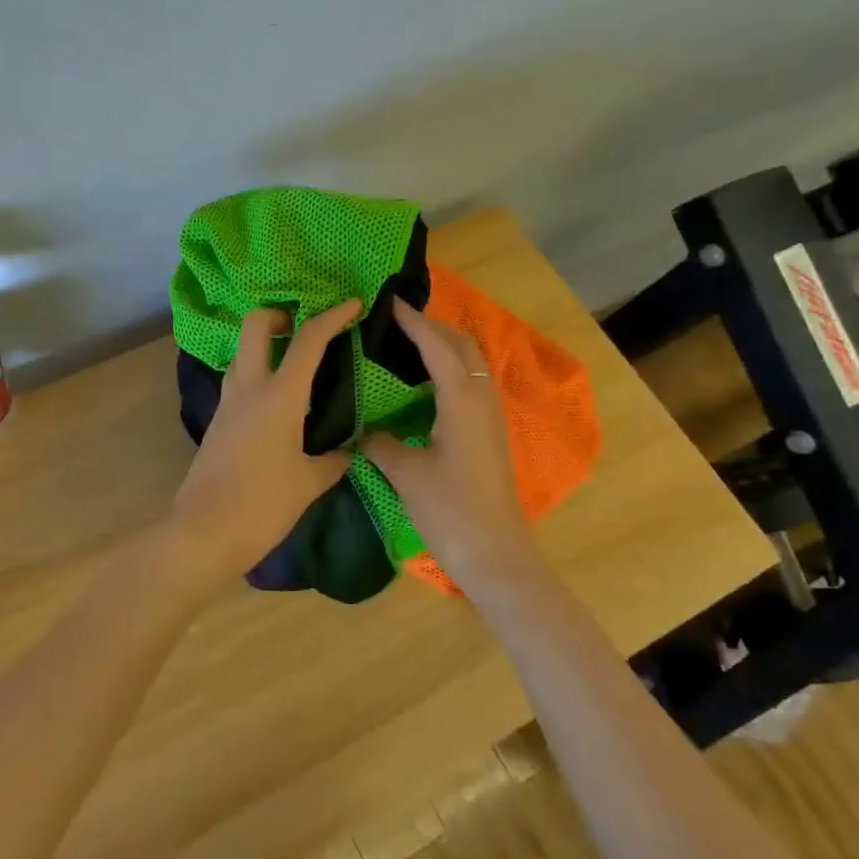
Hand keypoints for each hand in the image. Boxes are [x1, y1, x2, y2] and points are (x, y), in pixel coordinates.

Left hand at [171, 298, 361, 580]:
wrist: (204, 532)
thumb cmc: (263, 505)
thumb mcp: (309, 482)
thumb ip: (333, 460)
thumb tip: (348, 450)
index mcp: (279, 396)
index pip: (307, 340)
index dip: (332, 316)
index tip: (353, 304)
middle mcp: (248, 387)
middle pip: (255, 324)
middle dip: (281, 314)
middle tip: (306, 329)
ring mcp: (227, 401)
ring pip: (242, 350)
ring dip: (266, 343)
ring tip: (296, 362)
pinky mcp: (218, 419)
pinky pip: (238, 378)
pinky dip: (258, 371)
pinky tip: (278, 399)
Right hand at [361, 297, 534, 581]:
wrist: (495, 556)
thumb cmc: (450, 511)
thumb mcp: (406, 473)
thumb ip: (381, 443)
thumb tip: (362, 429)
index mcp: (461, 402)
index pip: (437, 347)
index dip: (414, 323)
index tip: (389, 303)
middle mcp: (481, 401)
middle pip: (462, 347)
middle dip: (433, 327)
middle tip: (396, 322)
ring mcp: (490, 418)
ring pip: (470, 366)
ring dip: (443, 348)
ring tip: (406, 345)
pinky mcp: (489, 435)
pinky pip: (469, 386)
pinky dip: (448, 371)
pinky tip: (423, 386)